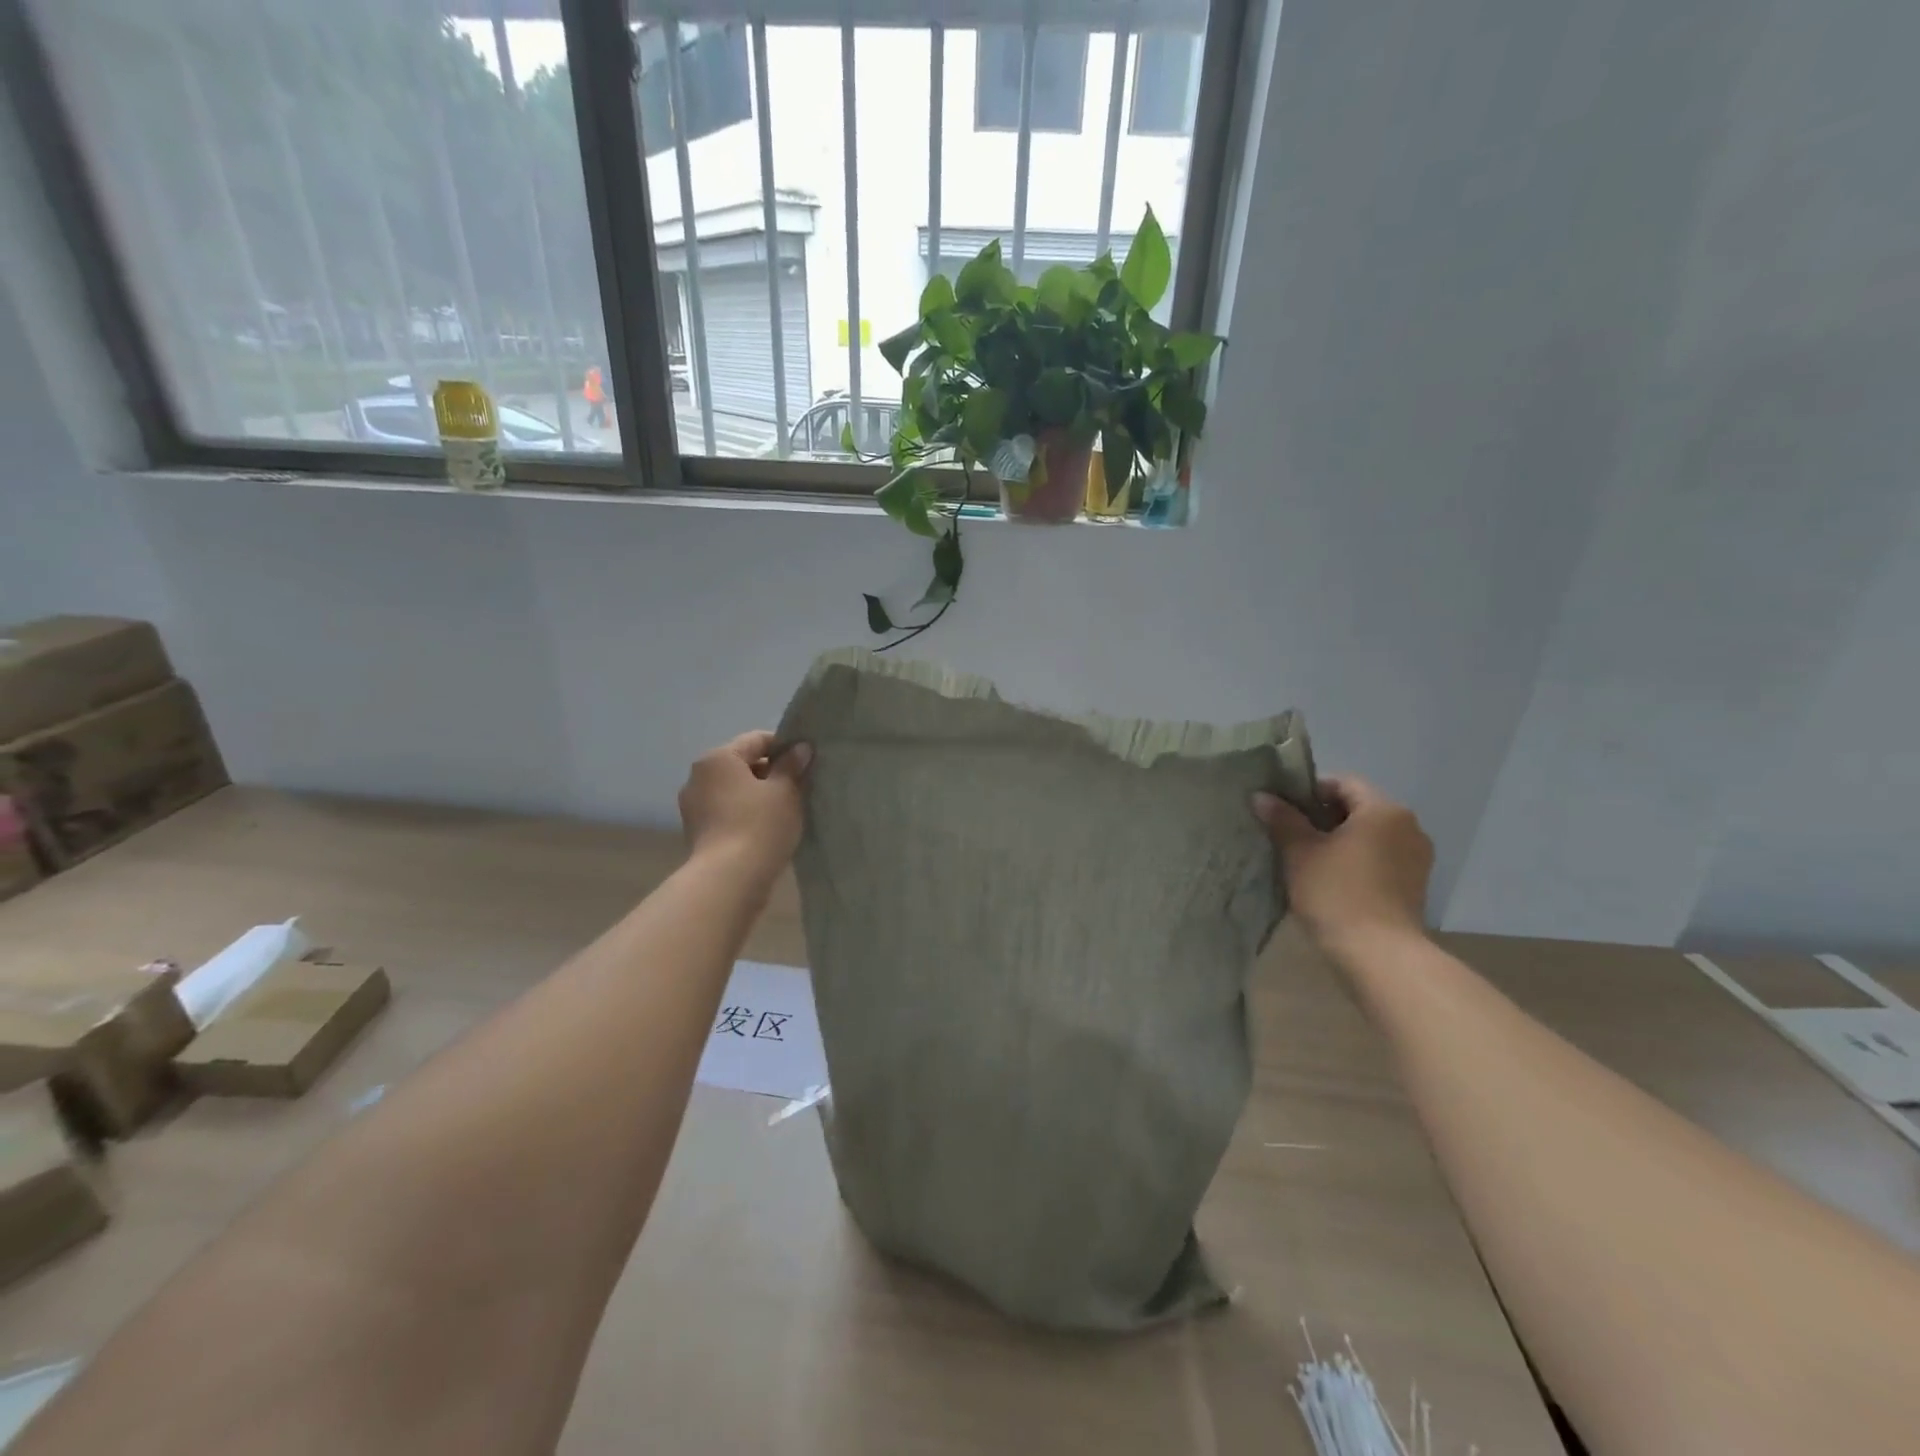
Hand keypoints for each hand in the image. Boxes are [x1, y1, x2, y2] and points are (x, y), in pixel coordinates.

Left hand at [678, 732, 811, 873]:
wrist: (729, 880)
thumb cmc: (759, 825)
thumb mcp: (785, 792)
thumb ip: (792, 766)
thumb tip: (800, 748)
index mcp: (718, 758)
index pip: (757, 740)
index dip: (785, 747)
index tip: (807, 762)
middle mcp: (699, 777)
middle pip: (743, 764)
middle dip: (772, 773)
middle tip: (801, 788)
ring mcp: (694, 806)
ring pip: (735, 790)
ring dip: (759, 795)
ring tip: (786, 811)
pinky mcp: (697, 832)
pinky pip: (727, 812)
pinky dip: (746, 814)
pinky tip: (767, 829)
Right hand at [1252, 775, 1432, 952]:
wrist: (1379, 955)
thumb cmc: (1336, 893)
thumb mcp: (1300, 852)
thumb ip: (1282, 819)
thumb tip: (1262, 796)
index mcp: (1384, 810)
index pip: (1342, 783)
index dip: (1308, 791)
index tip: (1282, 810)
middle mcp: (1408, 827)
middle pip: (1358, 808)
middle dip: (1323, 818)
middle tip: (1289, 834)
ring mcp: (1416, 858)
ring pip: (1370, 836)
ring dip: (1340, 841)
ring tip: (1307, 860)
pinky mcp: (1415, 886)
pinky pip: (1380, 859)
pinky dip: (1356, 862)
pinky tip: (1331, 881)